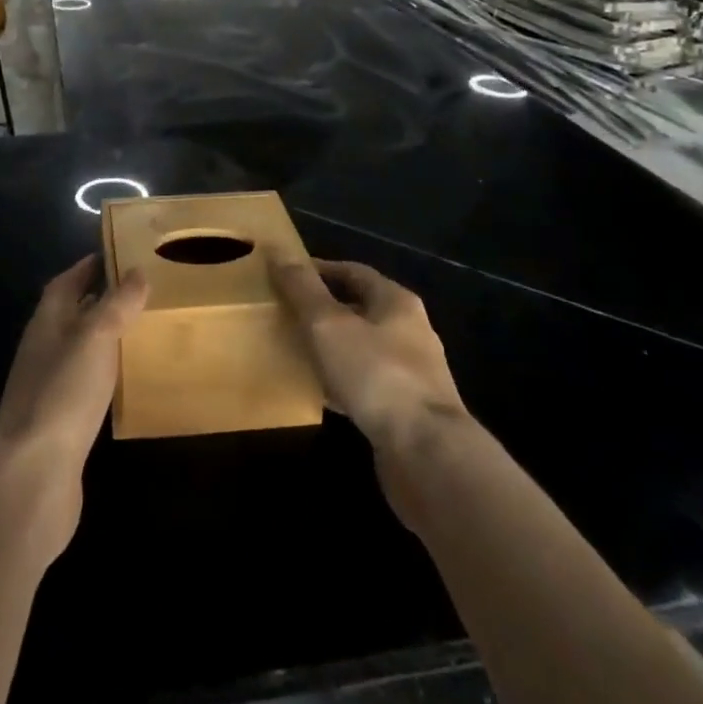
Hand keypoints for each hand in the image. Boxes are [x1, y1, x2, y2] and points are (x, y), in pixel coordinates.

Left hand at [0, 257, 147, 555]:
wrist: (34, 473)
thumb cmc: (64, 392)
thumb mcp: (95, 338)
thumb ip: (116, 304)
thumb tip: (136, 271)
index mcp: (47, 322)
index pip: (65, 283)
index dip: (88, 267)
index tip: (117, 255)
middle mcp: (43, 349)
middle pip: (71, 314)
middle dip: (99, 299)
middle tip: (139, 292)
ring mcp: (47, 386)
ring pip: (78, 349)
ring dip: (102, 337)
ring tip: (140, 331)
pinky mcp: (59, 420)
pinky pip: (84, 383)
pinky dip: (103, 372)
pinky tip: (125, 380)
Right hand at [271, 257, 470, 529]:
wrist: (426, 454)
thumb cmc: (377, 375)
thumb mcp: (329, 324)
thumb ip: (302, 288)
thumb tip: (276, 249)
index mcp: (396, 302)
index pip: (353, 271)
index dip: (318, 270)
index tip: (285, 276)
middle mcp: (410, 331)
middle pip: (360, 308)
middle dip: (323, 309)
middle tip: (285, 312)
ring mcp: (412, 373)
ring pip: (362, 348)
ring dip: (331, 346)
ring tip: (295, 349)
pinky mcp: (406, 410)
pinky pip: (366, 384)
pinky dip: (341, 381)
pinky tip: (318, 391)